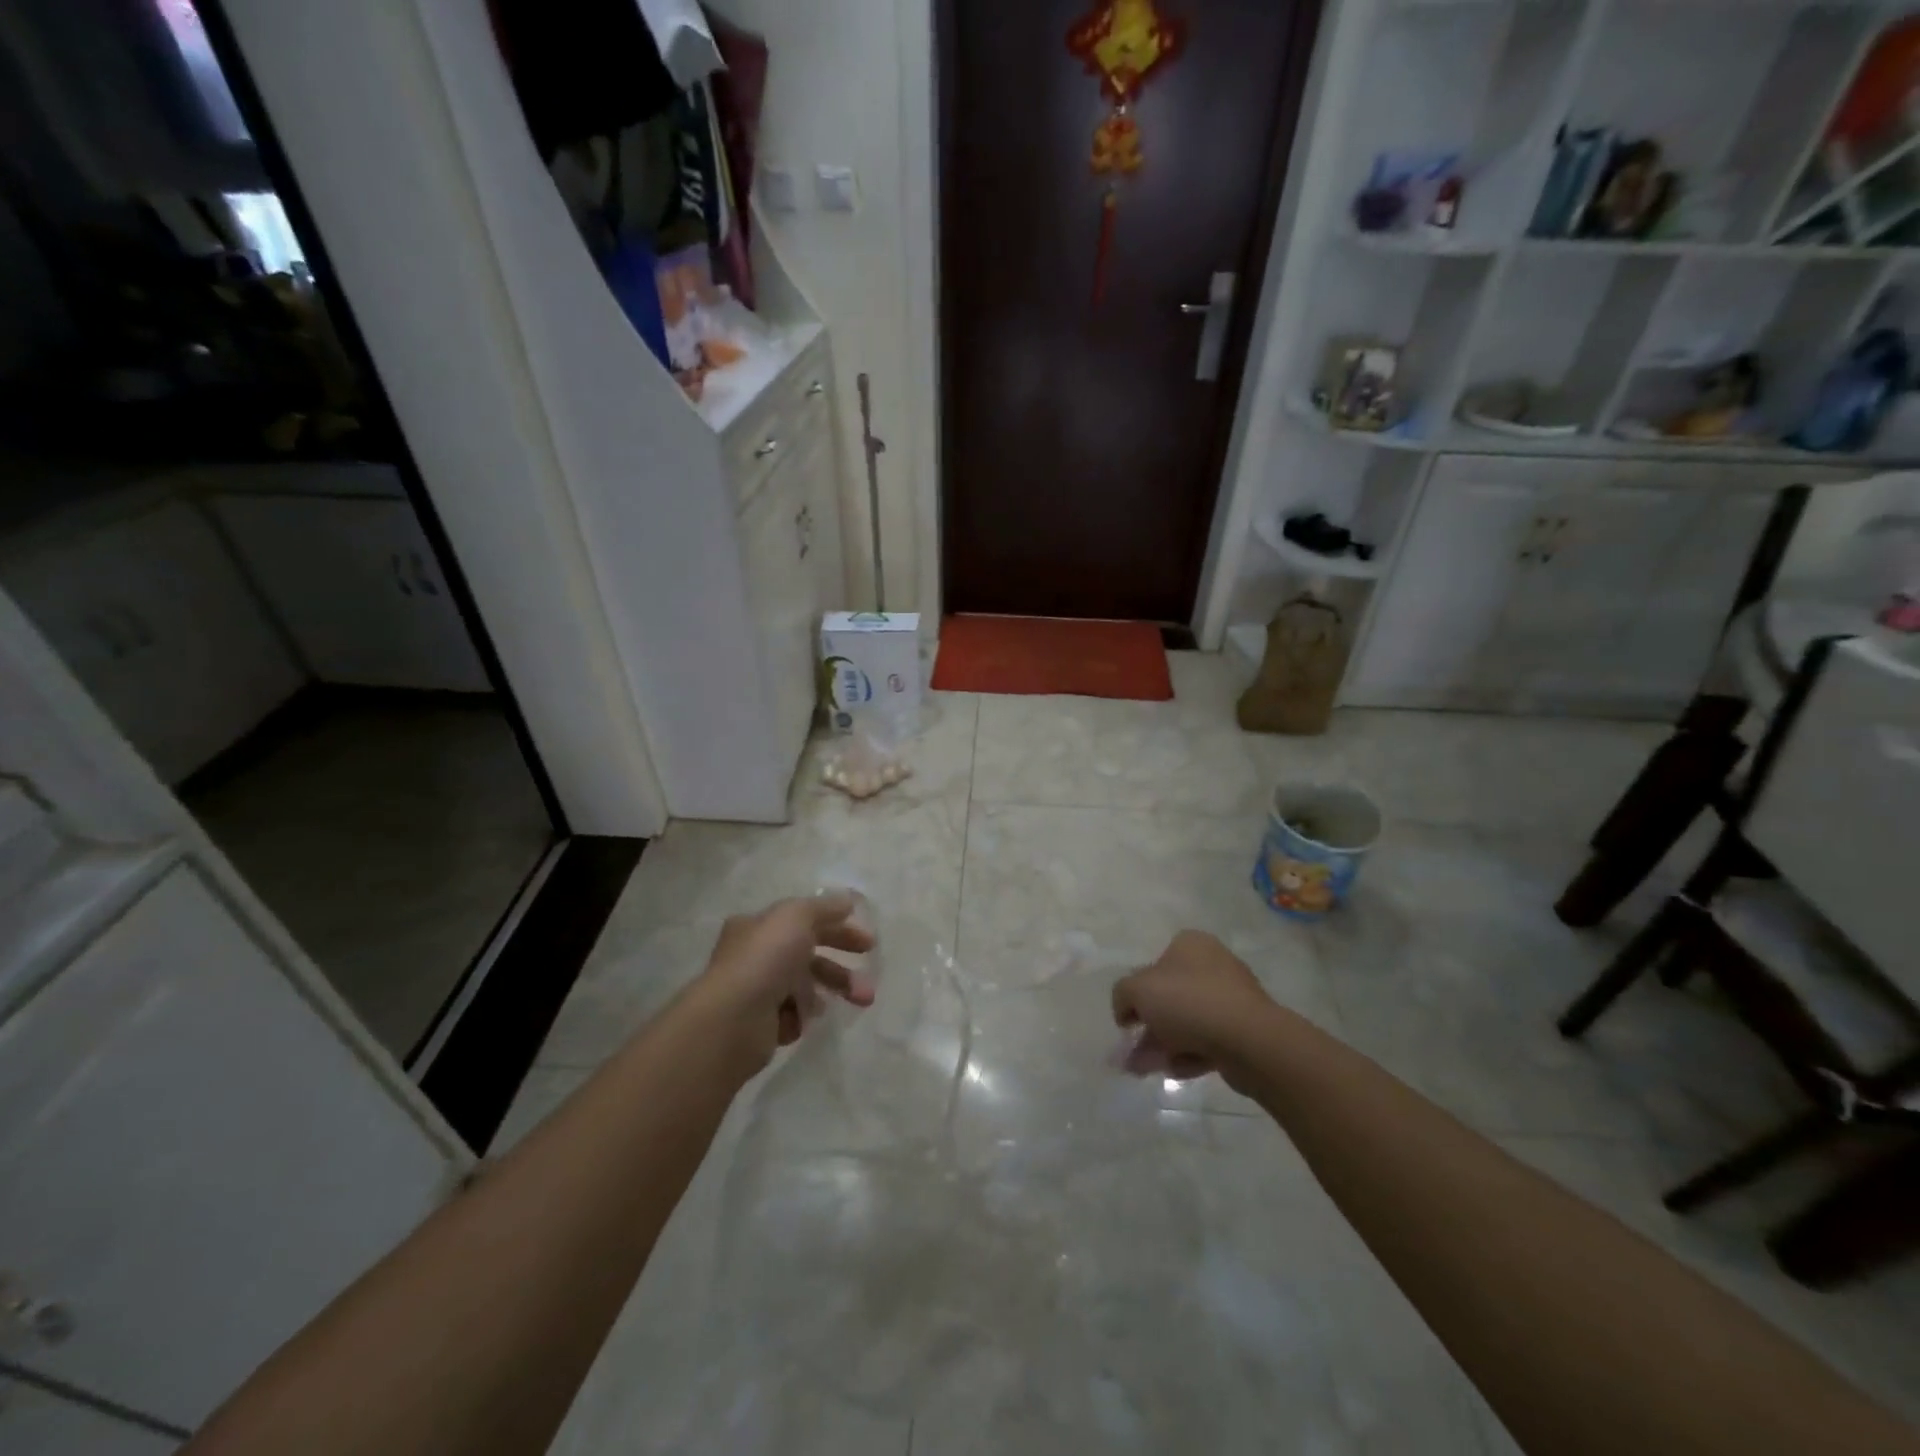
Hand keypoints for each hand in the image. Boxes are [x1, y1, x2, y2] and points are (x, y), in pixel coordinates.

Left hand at [686, 892, 876, 1073]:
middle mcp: (754, 956)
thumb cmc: (765, 958)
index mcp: (759, 926)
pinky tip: (805, 1018)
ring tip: (859, 1002)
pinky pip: (791, 1016)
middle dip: (841, 968)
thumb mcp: (798, 916)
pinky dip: (802, 1016)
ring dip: (834, 992)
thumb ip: (824, 907)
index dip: (838, 927)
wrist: (733, 1019)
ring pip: (804, 988)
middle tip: (869, 982)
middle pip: (807, 957)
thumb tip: (847, 900)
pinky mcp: (759, 1024)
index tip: (868, 943)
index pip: (804, 922)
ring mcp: (756, 991)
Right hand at [1112, 930, 1274, 1085]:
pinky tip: (1177, 1070)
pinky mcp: (1245, 1029)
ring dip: (1164, 1045)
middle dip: (1149, 1026)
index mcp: (1191, 944)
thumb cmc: (1189, 1002)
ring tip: (1147, 1070)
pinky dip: (1190, 1054)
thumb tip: (1126, 1010)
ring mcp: (1233, 997)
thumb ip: (1122, 995)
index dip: (1137, 993)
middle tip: (1133, 1052)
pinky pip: (1209, 1039)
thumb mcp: (1137, 990)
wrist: (1250, 1040)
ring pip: (1188, 1021)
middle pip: (1171, 996)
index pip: (1154, 964)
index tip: (1128, 1020)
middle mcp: (1214, 964)